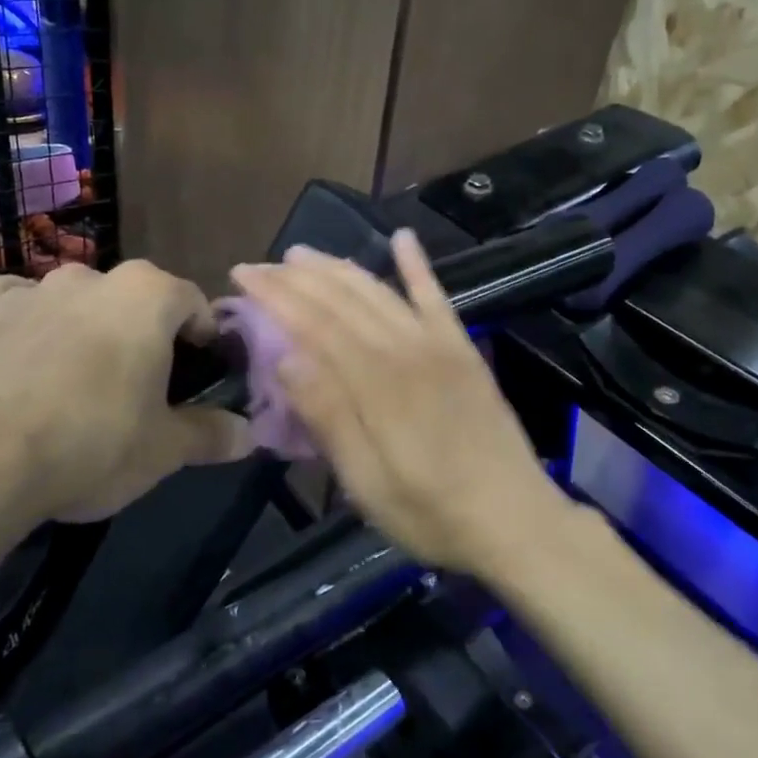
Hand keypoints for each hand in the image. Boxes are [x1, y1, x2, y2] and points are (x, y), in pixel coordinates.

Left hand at [0, 262, 252, 527]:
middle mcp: (91, 277)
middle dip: (144, 333)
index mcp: (147, 295)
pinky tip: (22, 352)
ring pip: (75, 299)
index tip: (200, 372)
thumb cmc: (93, 443)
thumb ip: (212, 434)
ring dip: (86, 327)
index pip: (193, 301)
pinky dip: (24, 319)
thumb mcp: (165, 449)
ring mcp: (31, 289)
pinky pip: (11, 302)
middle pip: (134, 299)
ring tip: (79, 380)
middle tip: (142, 386)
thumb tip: (249, 434)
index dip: (203, 336)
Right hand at [230, 232, 573, 575]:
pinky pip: (437, 298)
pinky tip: (403, 237)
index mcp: (375, 383)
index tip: (242, 275)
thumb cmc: (430, 511)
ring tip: (304, 254)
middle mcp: (404, 350)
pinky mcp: (463, 350)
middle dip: (296, 277)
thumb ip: (329, 416)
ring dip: (339, 267)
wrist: (515, 520)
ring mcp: (438, 345)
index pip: (313, 324)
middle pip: (342, 300)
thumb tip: (285, 357)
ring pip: (379, 292)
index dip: (276, 295)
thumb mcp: (367, 480)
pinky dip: (418, 266)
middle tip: (260, 264)